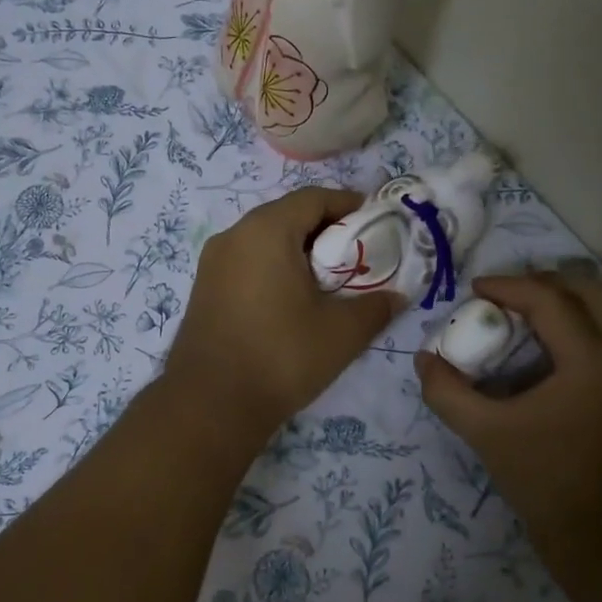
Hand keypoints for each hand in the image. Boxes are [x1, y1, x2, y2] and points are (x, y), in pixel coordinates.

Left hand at [163, 187, 399, 436]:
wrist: (210, 403)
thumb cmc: (281, 356)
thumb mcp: (342, 333)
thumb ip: (376, 307)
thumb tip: (397, 296)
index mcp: (266, 230)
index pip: (314, 198)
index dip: (349, 205)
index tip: (377, 225)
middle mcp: (234, 235)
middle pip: (288, 215)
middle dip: (326, 230)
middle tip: (357, 257)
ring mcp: (213, 262)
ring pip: (265, 240)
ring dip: (299, 251)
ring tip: (329, 281)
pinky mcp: (204, 288)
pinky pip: (247, 262)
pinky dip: (274, 268)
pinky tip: (293, 300)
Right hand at [416, 269, 601, 545]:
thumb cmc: (545, 479)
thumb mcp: (485, 433)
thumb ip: (448, 392)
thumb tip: (425, 360)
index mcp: (591, 360)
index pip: (550, 300)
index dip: (508, 286)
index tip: (474, 290)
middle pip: (593, 292)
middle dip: (547, 283)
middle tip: (506, 294)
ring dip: (570, 301)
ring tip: (528, 313)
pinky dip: (583, 325)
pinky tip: (548, 348)